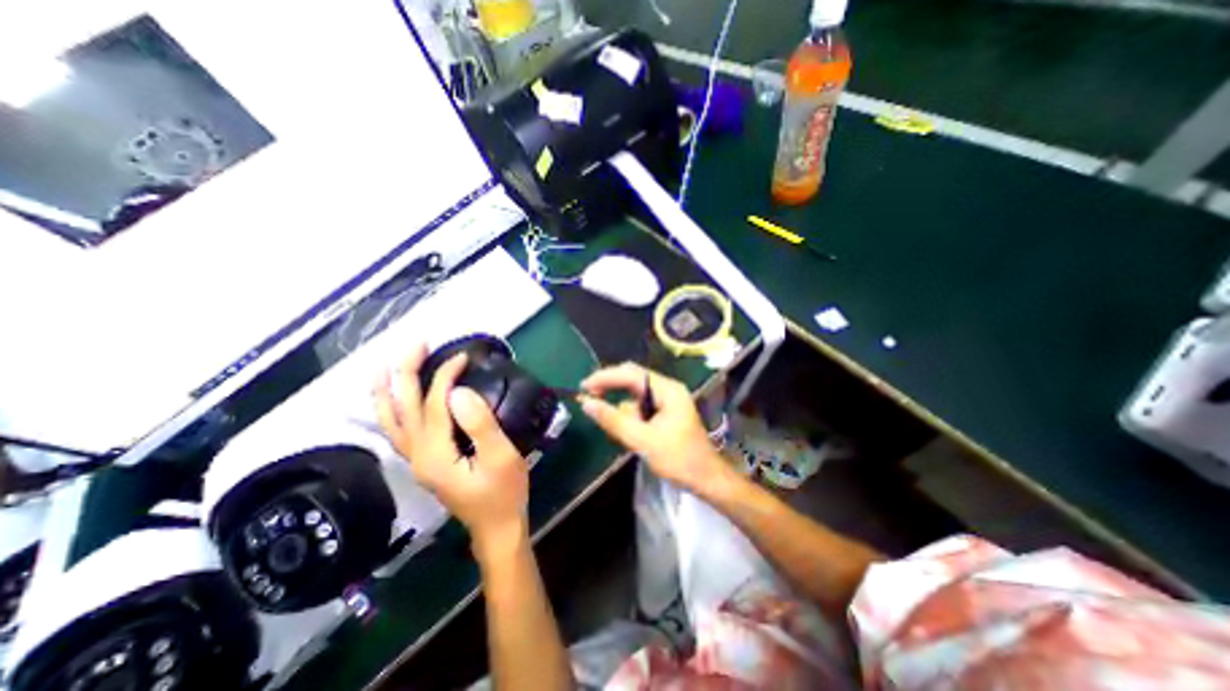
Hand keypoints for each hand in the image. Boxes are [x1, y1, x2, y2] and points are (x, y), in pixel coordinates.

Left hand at [376, 342, 527, 553]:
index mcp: (436, 454)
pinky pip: (400, 432)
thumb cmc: (504, 492)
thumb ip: (479, 424)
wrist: (496, 526)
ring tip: (382, 368)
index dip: (446, 377)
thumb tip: (458, 392)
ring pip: (392, 422)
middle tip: (415, 345)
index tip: (463, 357)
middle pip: (404, 408)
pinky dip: (392, 412)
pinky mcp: (425, 463)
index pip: (434, 405)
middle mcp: (418, 456)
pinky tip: (393, 402)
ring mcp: (418, 461)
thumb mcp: (500, 457)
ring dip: (387, 393)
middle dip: (406, 373)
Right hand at [578, 361, 728, 497]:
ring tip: (625, 433)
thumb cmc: (678, 459)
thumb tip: (586, 403)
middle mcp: (667, 389)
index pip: (631, 374)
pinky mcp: (665, 412)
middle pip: (633, 379)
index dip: (606, 377)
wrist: (706, 479)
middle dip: (611, 388)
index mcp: (667, 390)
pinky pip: (641, 407)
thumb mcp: (642, 440)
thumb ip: (613, 420)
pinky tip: (633, 435)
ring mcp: (667, 400)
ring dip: (623, 410)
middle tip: (590, 398)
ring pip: (635, 395)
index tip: (584, 386)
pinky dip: (631, 417)